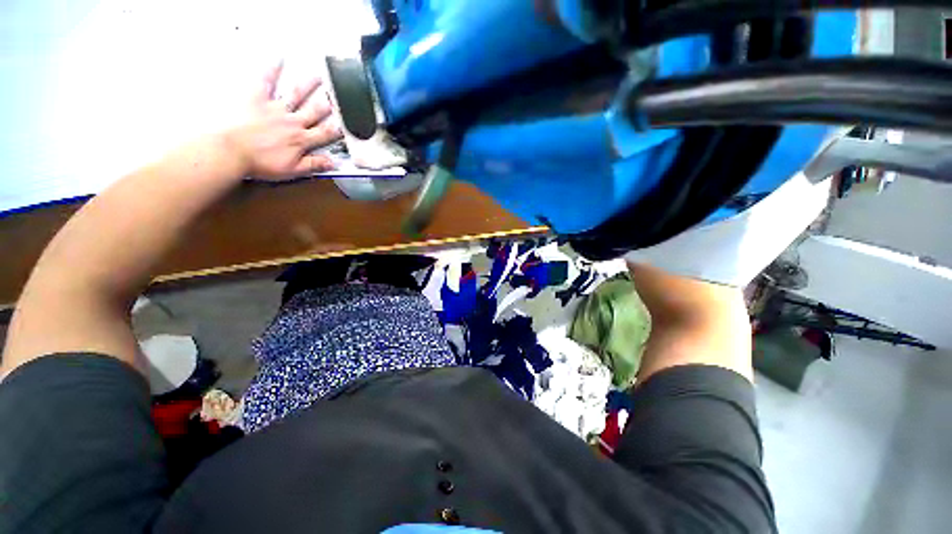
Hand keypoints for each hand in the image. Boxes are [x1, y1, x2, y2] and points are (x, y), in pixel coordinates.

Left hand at [223, 62, 342, 179]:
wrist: (231, 151)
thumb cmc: (259, 162)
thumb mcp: (292, 170)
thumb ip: (313, 165)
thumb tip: (332, 163)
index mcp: (301, 140)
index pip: (324, 134)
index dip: (336, 129)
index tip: (344, 124)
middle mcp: (292, 122)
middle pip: (314, 111)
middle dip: (327, 104)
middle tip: (336, 95)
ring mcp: (275, 109)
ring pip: (296, 95)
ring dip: (308, 85)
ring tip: (318, 76)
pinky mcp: (257, 99)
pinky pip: (266, 82)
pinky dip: (272, 69)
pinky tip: (279, 58)